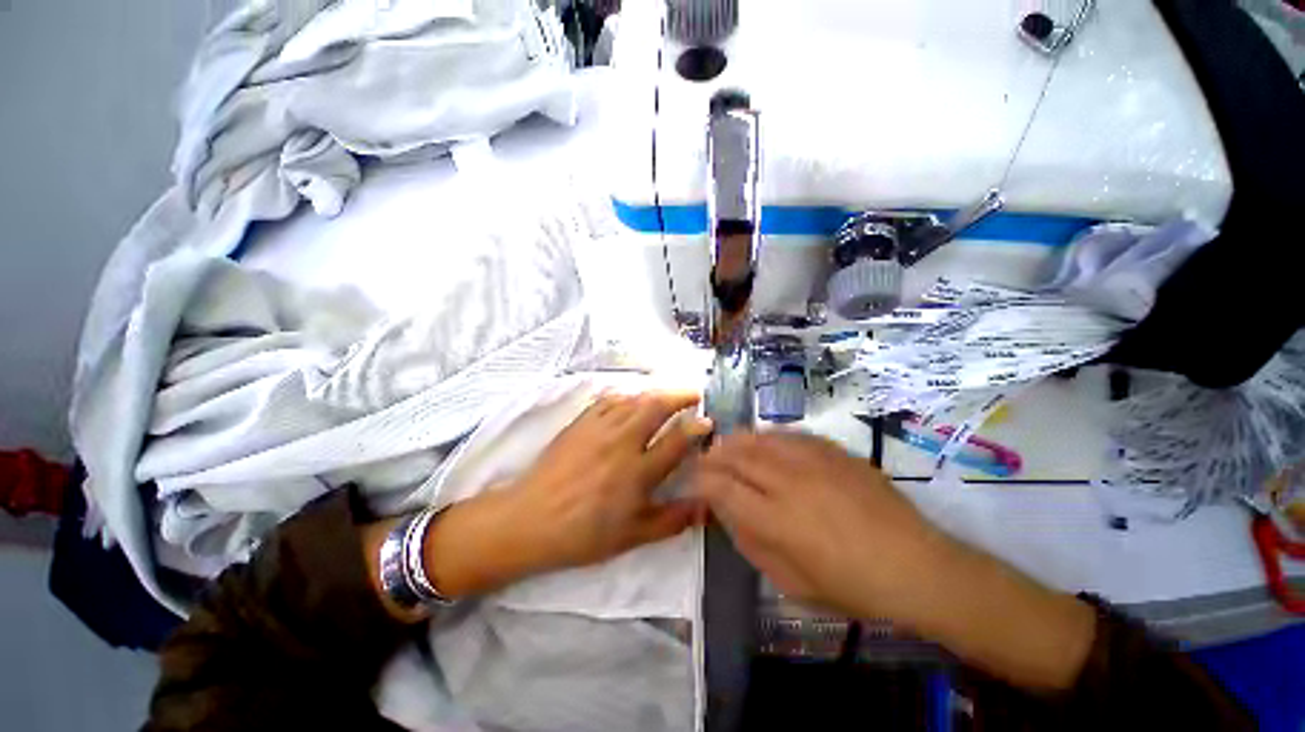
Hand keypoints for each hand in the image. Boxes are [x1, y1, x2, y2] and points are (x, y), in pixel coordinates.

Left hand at [503, 390, 712, 571]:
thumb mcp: (632, 536)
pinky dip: (628, 394)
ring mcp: (599, 428)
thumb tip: (707, 507)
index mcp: (637, 473)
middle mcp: (622, 443)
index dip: (697, 428)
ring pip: (635, 398)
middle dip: (681, 396)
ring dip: (657, 392)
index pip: (676, 441)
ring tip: (670, 394)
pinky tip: (633, 398)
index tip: (709, 421)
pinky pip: (609, 399)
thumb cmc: (583, 533)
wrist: (529, 520)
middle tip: (695, 394)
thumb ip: (672, 520)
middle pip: (657, 407)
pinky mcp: (581, 422)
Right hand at [693, 431, 945, 620]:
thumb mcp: (791, 583)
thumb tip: (726, 513)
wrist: (916, 566)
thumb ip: (751, 544)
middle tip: (704, 460)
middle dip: (713, 456)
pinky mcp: (834, 452)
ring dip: (736, 441)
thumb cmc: (851, 586)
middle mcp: (788, 482)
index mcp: (775, 519)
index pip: (721, 487)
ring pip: (760, 439)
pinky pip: (790, 435)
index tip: (692, 481)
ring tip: (726, 446)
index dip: (700, 481)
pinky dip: (768, 437)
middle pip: (736, 455)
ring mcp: (813, 461)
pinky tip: (764, 442)